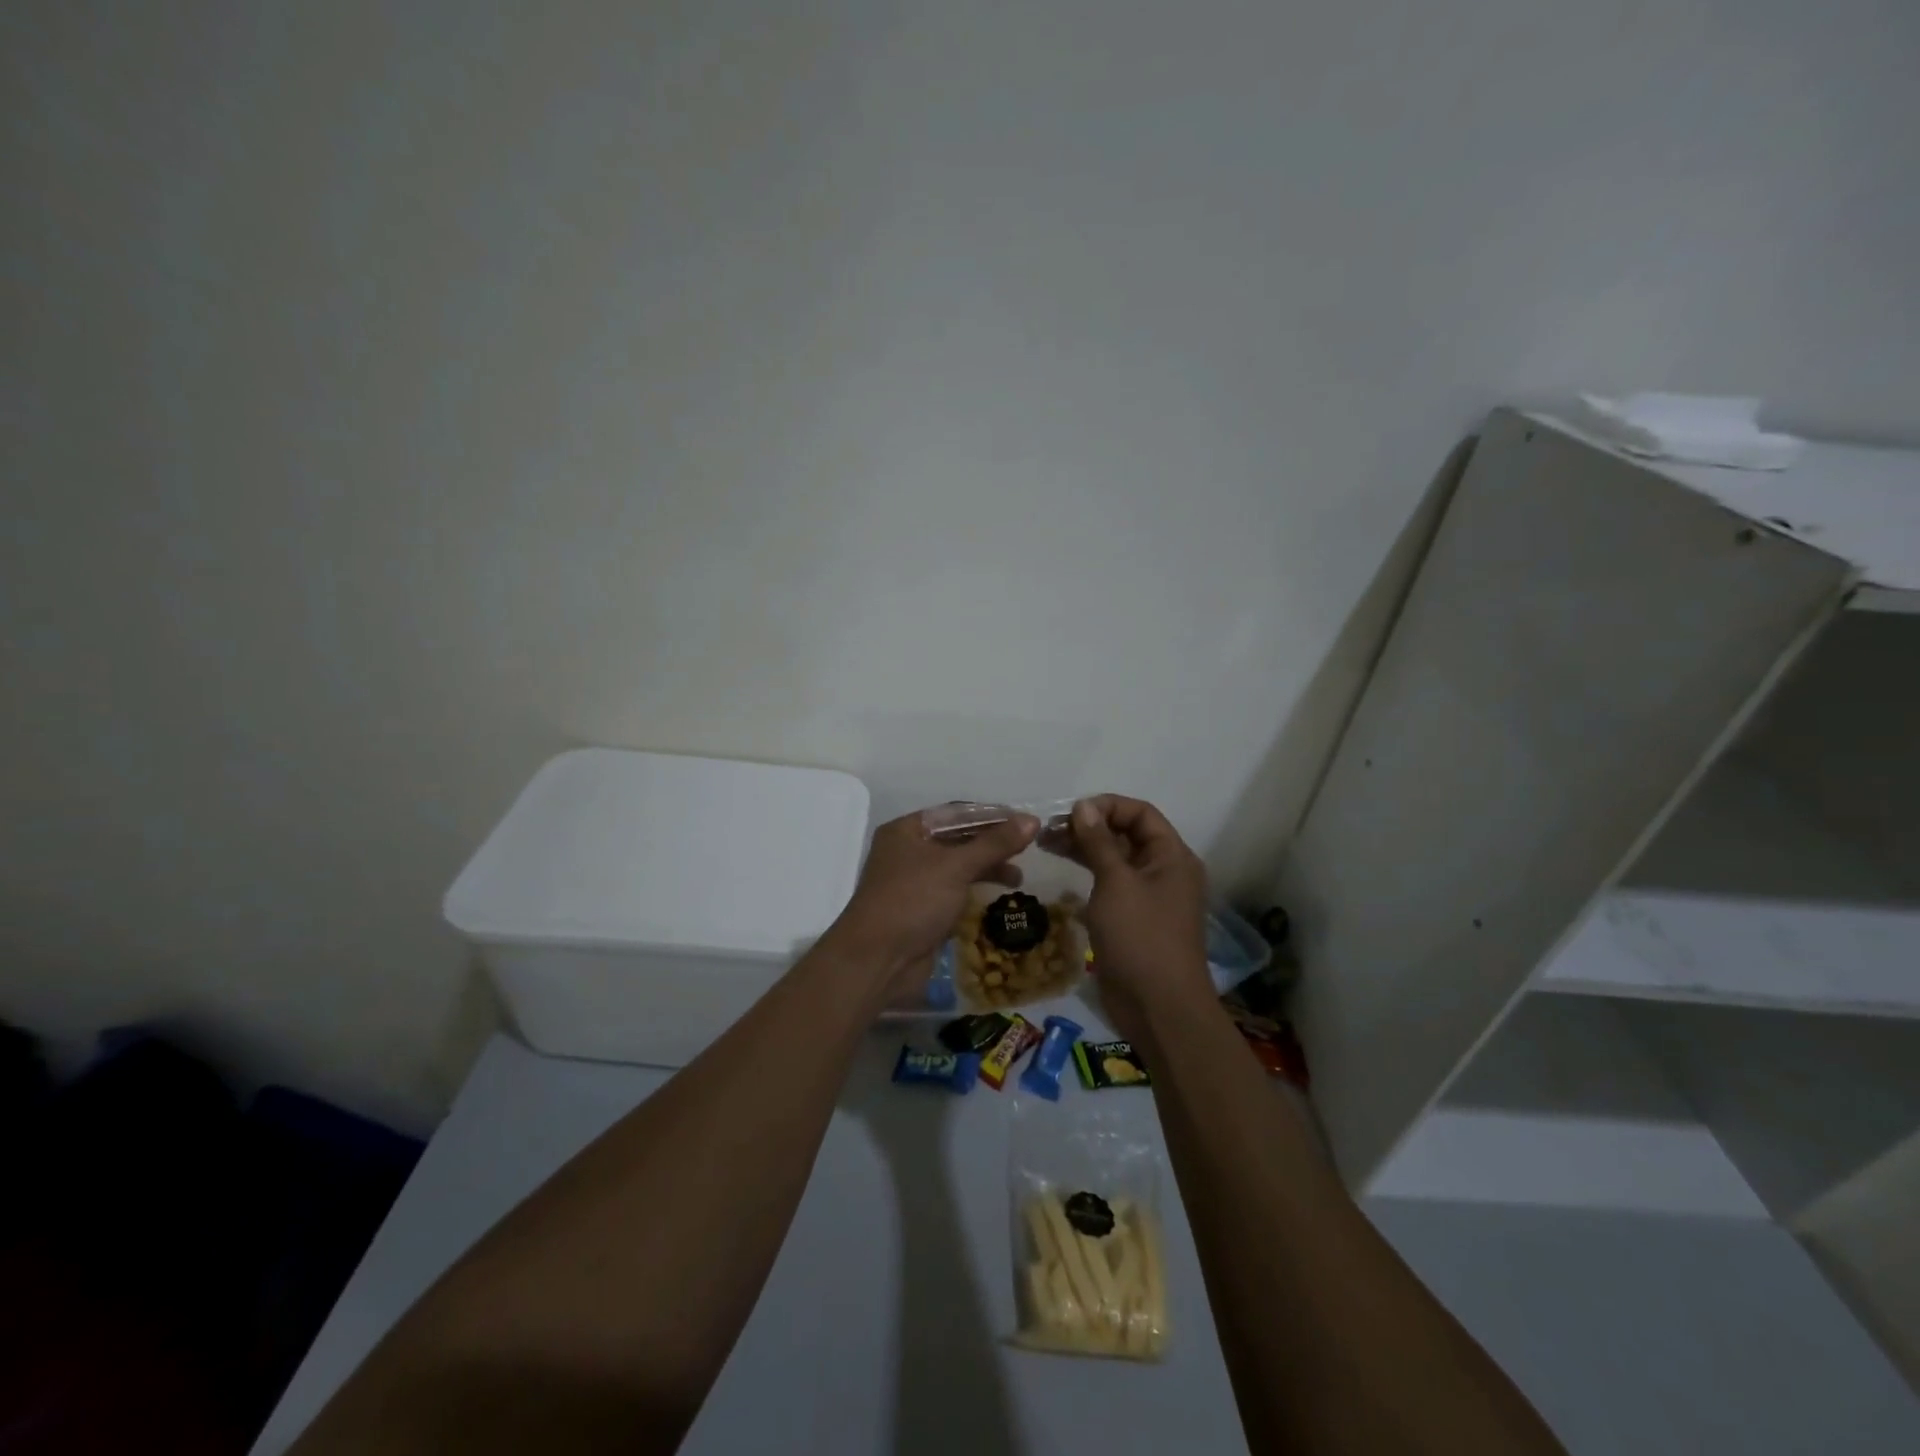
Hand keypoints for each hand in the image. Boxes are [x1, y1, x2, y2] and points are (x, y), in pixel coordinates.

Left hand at [826, 807, 1039, 1001]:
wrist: (878, 961)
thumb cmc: (912, 901)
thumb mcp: (955, 867)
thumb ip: (995, 844)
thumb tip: (1032, 820)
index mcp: (906, 831)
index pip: (956, 814)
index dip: (991, 816)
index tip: (1024, 822)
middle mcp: (908, 852)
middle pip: (958, 839)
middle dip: (992, 845)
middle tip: (1027, 850)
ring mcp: (914, 883)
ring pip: (958, 867)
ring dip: (987, 869)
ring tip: (1018, 878)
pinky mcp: (922, 910)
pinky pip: (954, 892)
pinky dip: (976, 890)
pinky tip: (998, 897)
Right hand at [1068, 796, 1212, 1037]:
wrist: (1159, 1008)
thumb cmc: (1141, 937)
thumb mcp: (1116, 883)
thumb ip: (1098, 842)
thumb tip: (1083, 806)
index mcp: (1172, 856)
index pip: (1140, 813)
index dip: (1107, 806)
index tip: (1071, 813)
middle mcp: (1164, 871)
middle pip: (1126, 834)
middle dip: (1090, 827)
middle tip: (1049, 830)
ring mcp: (1149, 897)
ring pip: (1115, 860)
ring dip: (1085, 849)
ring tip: (1046, 845)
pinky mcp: (1134, 919)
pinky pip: (1111, 885)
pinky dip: (1089, 874)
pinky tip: (1063, 872)